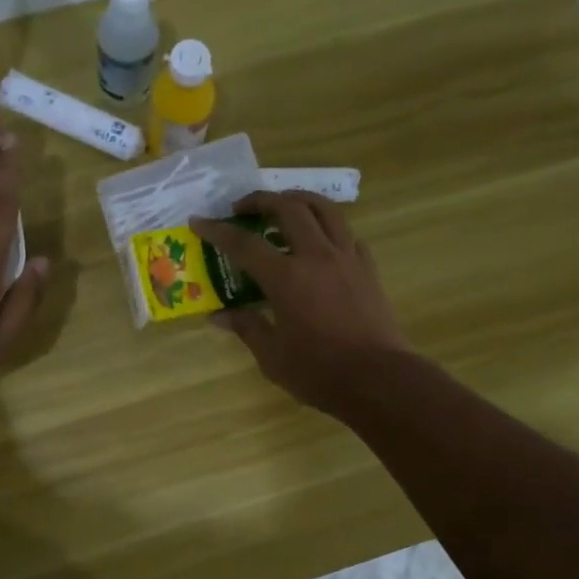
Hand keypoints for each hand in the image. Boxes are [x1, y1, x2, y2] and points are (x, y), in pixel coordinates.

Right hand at [191, 192, 413, 416]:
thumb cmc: (319, 371)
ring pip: (325, 210)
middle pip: (288, 209)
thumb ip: (246, 327)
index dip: (218, 231)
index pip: (245, 244)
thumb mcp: (272, 356)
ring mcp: (347, 258)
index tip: (199, 221)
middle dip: (261, 200)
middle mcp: (317, 256)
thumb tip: (218, 315)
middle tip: (241, 207)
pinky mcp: (368, 268)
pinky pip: (346, 234)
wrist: (379, 379)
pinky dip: (328, 227)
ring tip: (283, 204)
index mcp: (287, 278)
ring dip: (299, 199)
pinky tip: (320, 241)